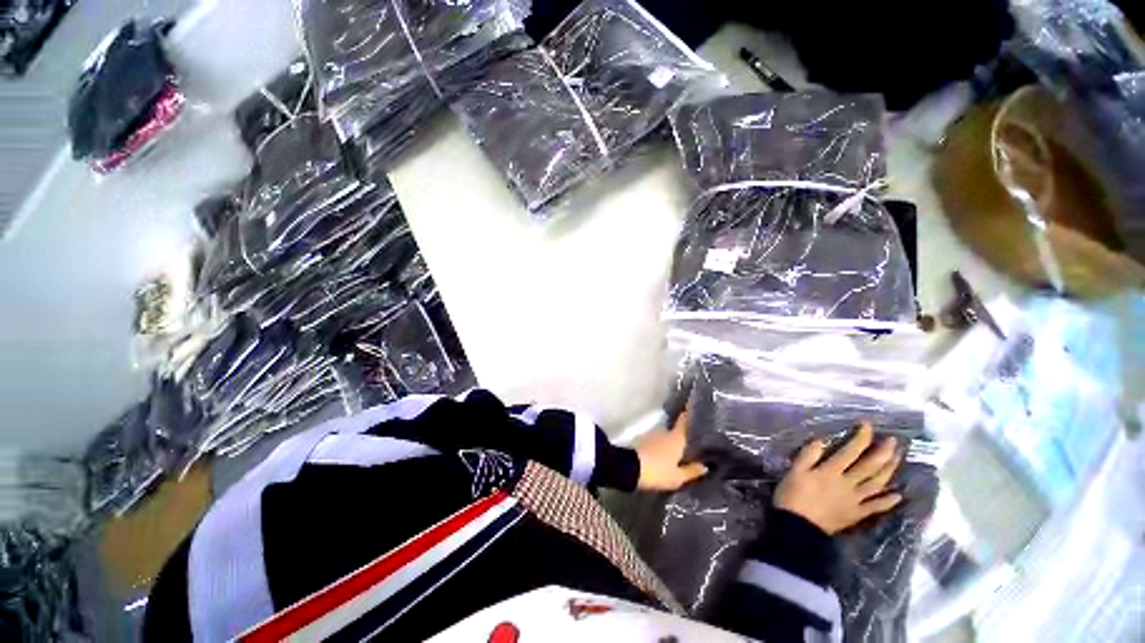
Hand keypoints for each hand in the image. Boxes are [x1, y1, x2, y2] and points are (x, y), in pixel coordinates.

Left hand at [634, 411, 708, 490]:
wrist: (629, 468)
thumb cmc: (658, 471)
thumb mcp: (677, 477)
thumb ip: (691, 471)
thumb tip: (705, 466)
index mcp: (676, 437)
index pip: (684, 421)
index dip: (688, 415)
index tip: (693, 410)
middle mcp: (663, 431)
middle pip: (673, 431)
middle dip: (678, 436)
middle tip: (686, 444)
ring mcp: (650, 434)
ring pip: (662, 436)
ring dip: (667, 442)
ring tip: (673, 452)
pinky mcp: (640, 440)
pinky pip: (653, 442)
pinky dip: (657, 446)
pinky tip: (659, 455)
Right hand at [774, 423, 903, 534]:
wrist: (798, 527)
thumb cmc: (792, 495)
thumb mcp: (794, 471)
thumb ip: (808, 455)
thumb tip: (822, 440)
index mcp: (830, 471)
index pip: (850, 451)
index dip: (861, 438)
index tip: (868, 425)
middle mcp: (847, 484)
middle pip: (869, 467)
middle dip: (883, 452)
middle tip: (894, 441)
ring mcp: (854, 500)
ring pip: (876, 484)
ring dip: (889, 471)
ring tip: (898, 459)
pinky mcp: (856, 514)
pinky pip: (875, 507)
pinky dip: (887, 501)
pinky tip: (897, 495)